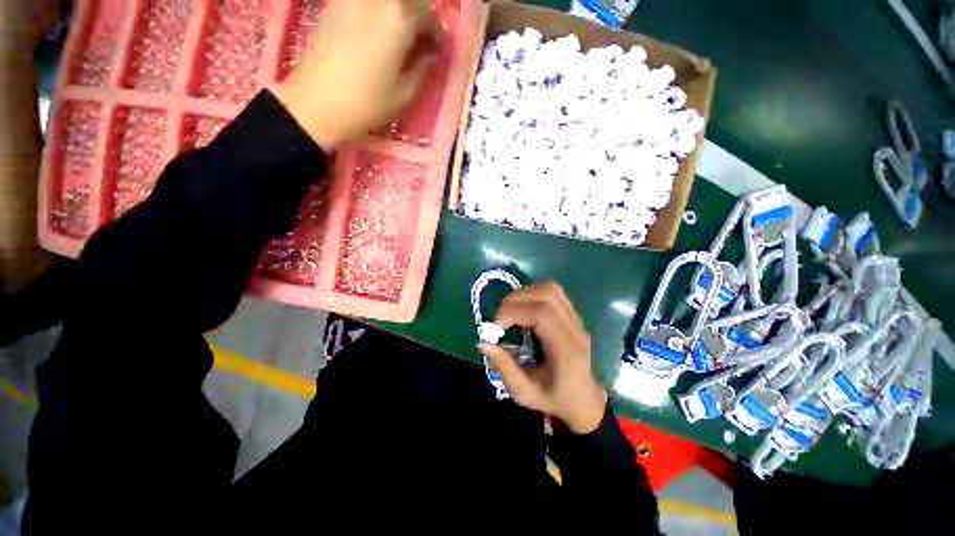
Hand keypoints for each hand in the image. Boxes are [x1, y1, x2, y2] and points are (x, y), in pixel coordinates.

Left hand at [271, 0, 437, 148]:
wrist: (316, 103)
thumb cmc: (366, 103)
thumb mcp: (404, 93)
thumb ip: (422, 68)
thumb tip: (431, 54)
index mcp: (399, 18)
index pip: (428, 13)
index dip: (436, 32)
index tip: (437, 49)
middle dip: (419, 16)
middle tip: (421, 39)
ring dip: (398, 12)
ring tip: (399, 35)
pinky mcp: (334, 3)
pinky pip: (364, 2)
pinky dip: (376, 11)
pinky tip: (376, 29)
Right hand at [480, 282, 607, 433]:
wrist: (583, 399)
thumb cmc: (554, 398)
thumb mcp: (524, 392)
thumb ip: (504, 367)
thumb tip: (483, 343)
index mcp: (566, 349)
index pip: (543, 313)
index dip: (515, 312)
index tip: (496, 326)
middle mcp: (574, 328)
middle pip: (546, 295)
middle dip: (515, 300)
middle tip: (499, 319)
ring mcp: (576, 319)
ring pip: (550, 289)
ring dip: (524, 294)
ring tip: (510, 311)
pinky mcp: (572, 314)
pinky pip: (553, 292)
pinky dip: (532, 294)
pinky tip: (523, 309)